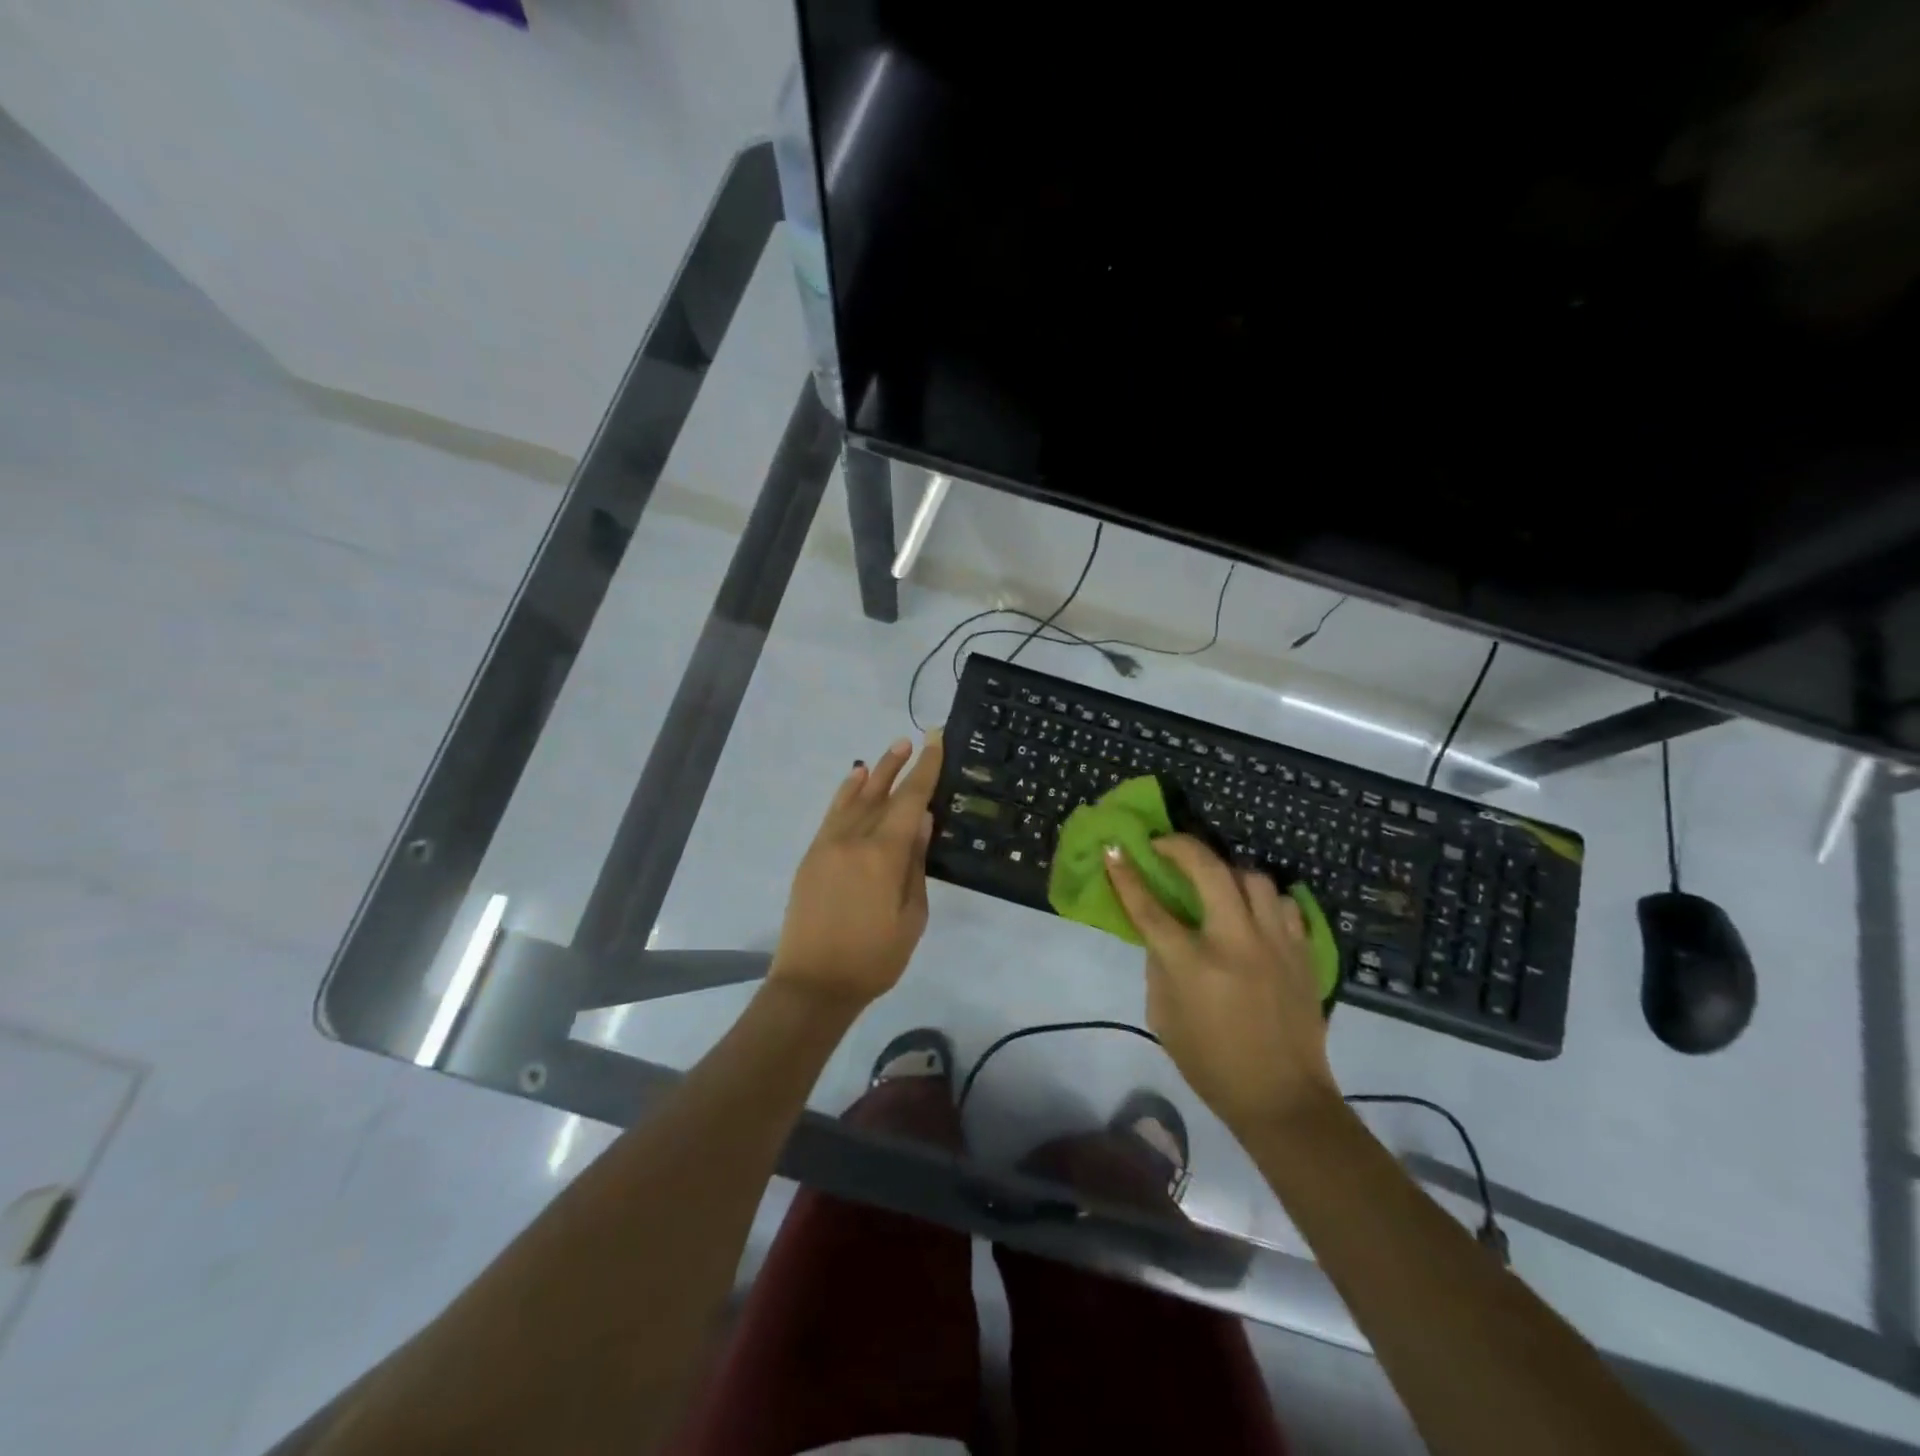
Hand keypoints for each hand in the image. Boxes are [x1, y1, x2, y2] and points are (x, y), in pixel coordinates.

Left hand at [770, 733, 944, 1008]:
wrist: (813, 984)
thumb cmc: (874, 958)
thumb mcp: (911, 916)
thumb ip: (916, 864)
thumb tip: (922, 821)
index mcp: (883, 855)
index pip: (910, 801)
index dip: (925, 770)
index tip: (935, 742)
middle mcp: (854, 839)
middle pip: (882, 794)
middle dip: (900, 766)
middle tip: (915, 739)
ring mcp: (828, 845)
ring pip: (855, 798)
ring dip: (875, 773)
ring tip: (890, 752)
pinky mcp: (812, 856)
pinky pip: (832, 814)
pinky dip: (846, 793)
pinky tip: (856, 779)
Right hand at [1105, 834, 1338, 1136]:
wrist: (1283, 1098)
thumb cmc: (1211, 1063)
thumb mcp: (1164, 1018)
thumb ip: (1160, 966)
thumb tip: (1162, 933)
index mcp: (1193, 965)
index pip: (1150, 908)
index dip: (1126, 875)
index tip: (1113, 849)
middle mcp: (1236, 943)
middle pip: (1209, 871)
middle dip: (1181, 846)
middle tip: (1164, 844)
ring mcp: (1276, 944)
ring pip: (1254, 878)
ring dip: (1227, 870)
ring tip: (1215, 879)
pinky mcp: (1303, 953)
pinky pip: (1286, 905)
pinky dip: (1266, 900)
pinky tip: (1254, 912)